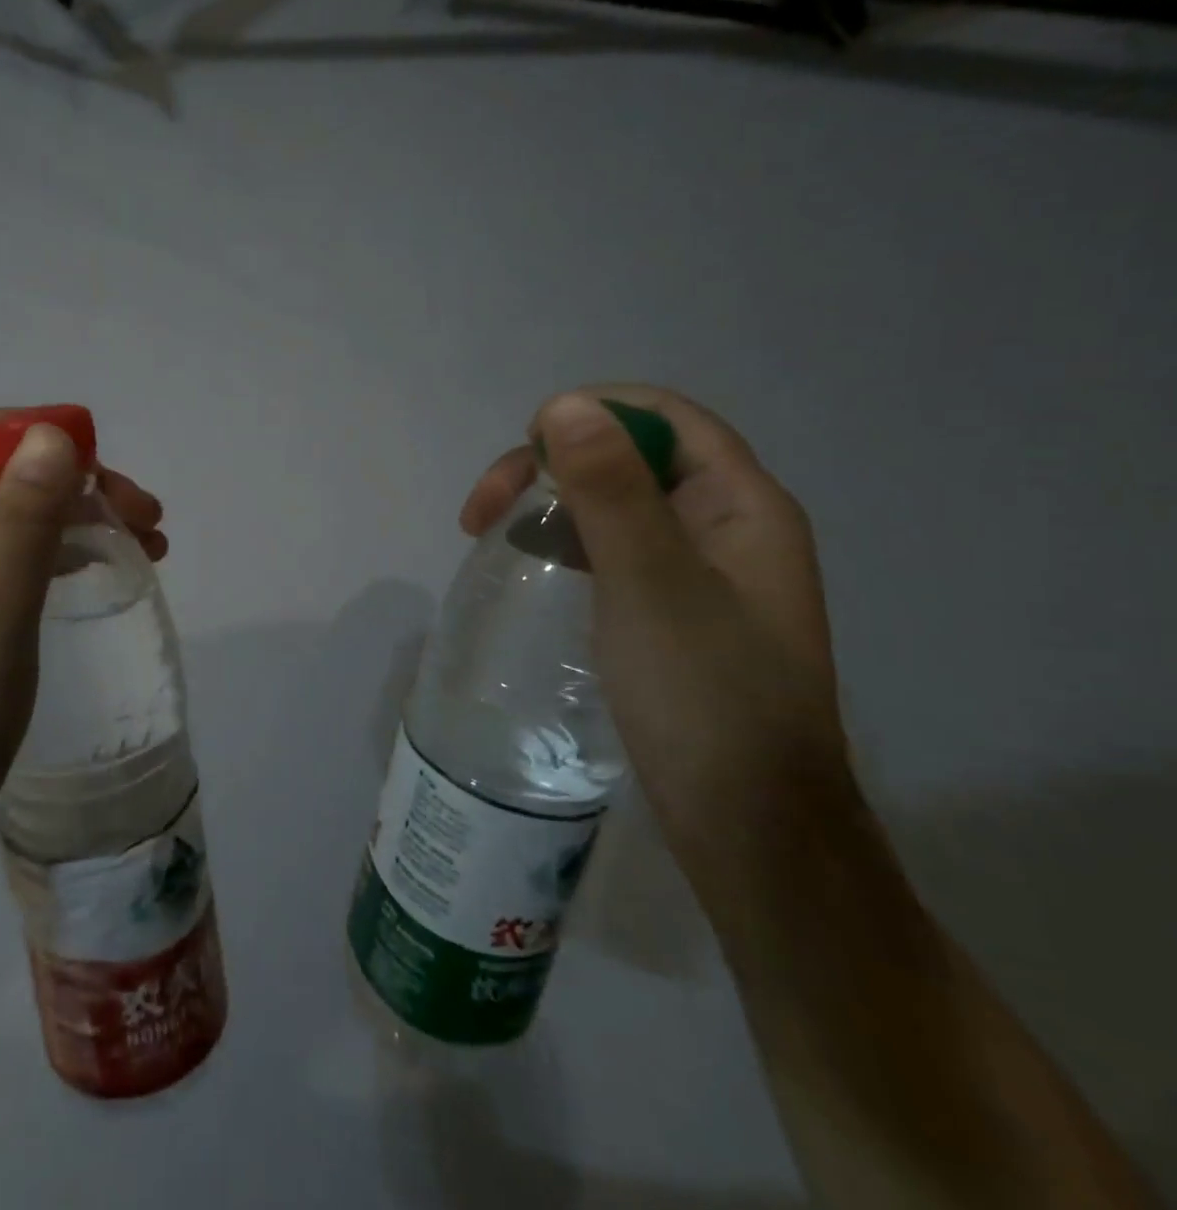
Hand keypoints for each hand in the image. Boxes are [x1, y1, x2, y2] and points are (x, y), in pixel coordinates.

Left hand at [0, 411, 166, 909]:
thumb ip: (21, 524)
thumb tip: (51, 435)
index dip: (39, 433)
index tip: (107, 470)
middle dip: (73, 482)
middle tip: (147, 520)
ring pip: (2, 521)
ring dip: (71, 519)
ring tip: (143, 548)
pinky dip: (51, 558)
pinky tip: (89, 581)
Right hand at [461, 386, 851, 876]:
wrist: (746, 826)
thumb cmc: (705, 697)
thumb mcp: (651, 584)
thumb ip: (611, 490)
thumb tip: (564, 403)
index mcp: (740, 505)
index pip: (663, 418)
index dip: (590, 415)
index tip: (524, 456)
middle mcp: (722, 525)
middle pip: (628, 456)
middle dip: (551, 464)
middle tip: (482, 511)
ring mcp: (695, 570)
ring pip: (611, 502)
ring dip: (548, 502)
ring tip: (489, 535)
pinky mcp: (666, 609)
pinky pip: (608, 548)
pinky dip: (561, 541)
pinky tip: (528, 565)